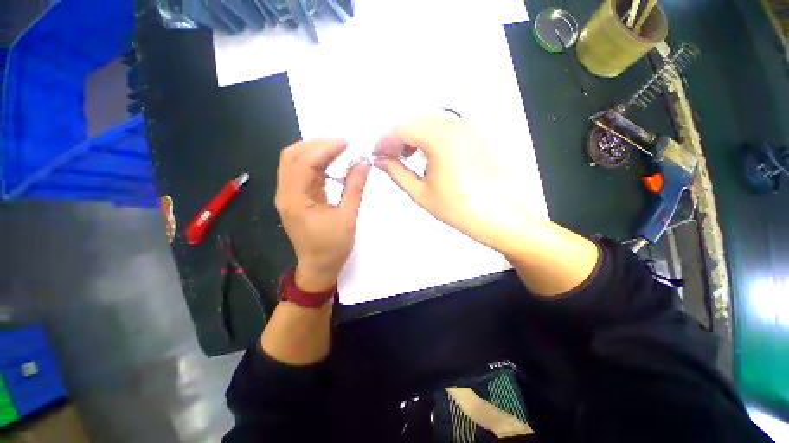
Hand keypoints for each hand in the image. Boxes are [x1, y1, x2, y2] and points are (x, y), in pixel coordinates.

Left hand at [275, 140, 370, 291]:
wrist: (318, 268)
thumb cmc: (332, 247)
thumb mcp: (347, 217)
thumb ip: (354, 188)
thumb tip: (363, 163)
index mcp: (295, 199)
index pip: (304, 161)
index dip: (325, 148)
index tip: (347, 144)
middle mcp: (286, 193)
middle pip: (292, 155)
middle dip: (317, 145)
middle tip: (342, 145)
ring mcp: (288, 195)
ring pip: (295, 162)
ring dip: (316, 152)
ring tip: (339, 151)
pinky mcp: (296, 198)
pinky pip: (302, 173)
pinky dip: (317, 165)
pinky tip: (333, 165)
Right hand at [374, 113, 534, 254]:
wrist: (501, 216)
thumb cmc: (461, 209)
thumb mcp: (421, 193)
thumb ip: (397, 173)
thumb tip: (381, 161)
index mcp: (440, 138)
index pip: (402, 128)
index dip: (385, 140)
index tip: (376, 153)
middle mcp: (455, 124)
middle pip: (415, 119)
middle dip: (397, 136)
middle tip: (388, 156)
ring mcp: (469, 127)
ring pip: (430, 120)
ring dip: (413, 134)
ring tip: (406, 155)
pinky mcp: (476, 133)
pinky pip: (445, 125)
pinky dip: (430, 134)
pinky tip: (427, 152)